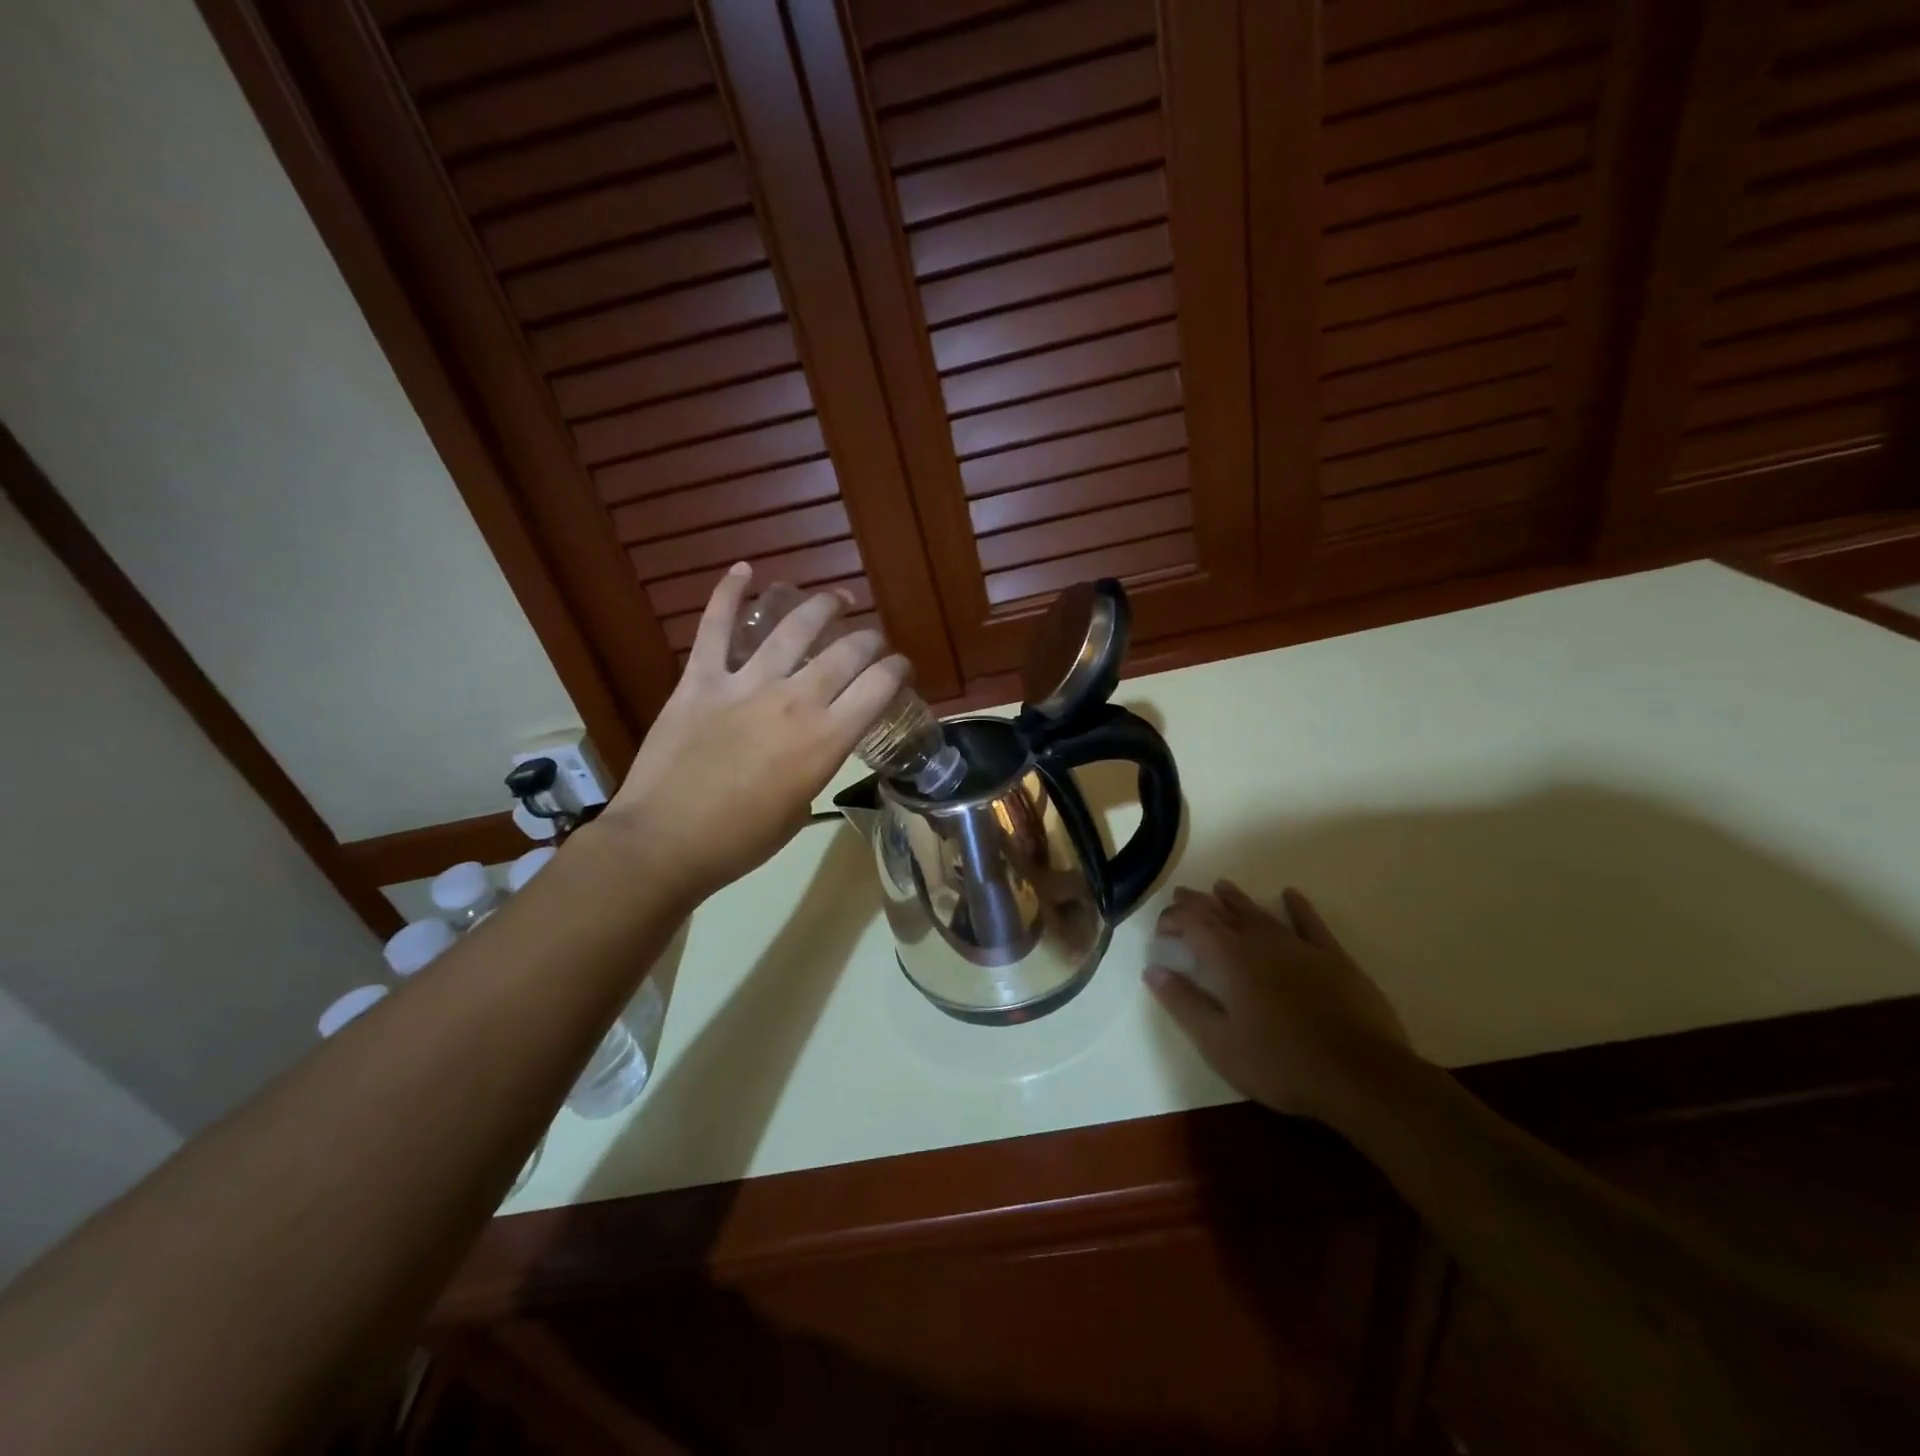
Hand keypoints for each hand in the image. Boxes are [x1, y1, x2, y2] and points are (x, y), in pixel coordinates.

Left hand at [601, 563, 908, 902]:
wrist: (665, 842)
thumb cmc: (741, 840)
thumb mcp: (800, 807)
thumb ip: (815, 764)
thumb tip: (813, 744)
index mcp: (825, 740)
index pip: (878, 687)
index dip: (897, 670)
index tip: (901, 668)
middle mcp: (794, 701)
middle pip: (845, 652)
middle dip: (868, 639)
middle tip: (872, 639)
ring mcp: (744, 684)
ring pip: (792, 628)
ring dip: (820, 607)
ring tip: (836, 598)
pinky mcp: (700, 680)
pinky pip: (715, 628)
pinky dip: (728, 594)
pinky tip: (745, 570)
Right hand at [1145, 882, 1412, 1119]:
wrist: (1361, 1075)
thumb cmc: (1280, 1063)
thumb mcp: (1219, 1043)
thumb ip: (1184, 1003)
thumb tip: (1153, 970)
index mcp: (1230, 960)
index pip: (1194, 924)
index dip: (1174, 919)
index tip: (1161, 928)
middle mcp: (1262, 943)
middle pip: (1223, 913)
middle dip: (1199, 903)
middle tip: (1182, 895)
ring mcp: (1300, 948)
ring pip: (1261, 914)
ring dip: (1238, 900)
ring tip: (1222, 886)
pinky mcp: (1334, 959)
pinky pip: (1311, 924)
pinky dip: (1298, 907)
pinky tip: (1290, 895)